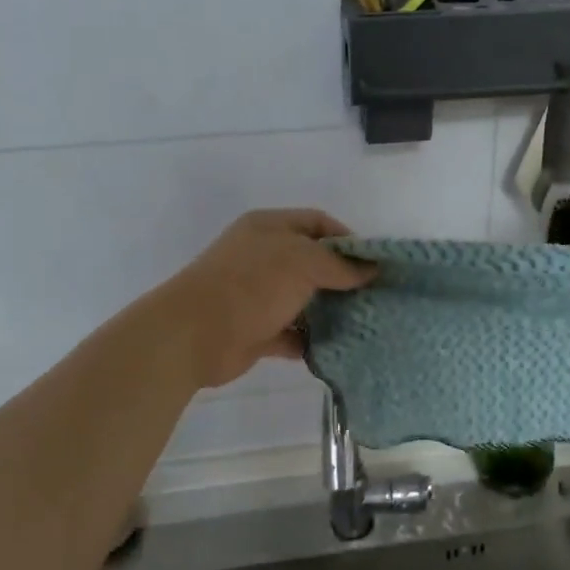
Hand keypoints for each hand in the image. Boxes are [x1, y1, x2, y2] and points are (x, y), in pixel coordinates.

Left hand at [162, 210, 374, 388]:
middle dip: (342, 277)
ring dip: (329, 311)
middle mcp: (262, 257)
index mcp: (269, 227)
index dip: (347, 237)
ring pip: (303, 299)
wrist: (194, 334)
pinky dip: (310, 340)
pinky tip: (336, 348)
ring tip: (364, 321)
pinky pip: (291, 333)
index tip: (374, 262)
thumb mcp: (303, 262)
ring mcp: (257, 295)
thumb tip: (370, 270)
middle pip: (312, 261)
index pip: (317, 222)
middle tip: (374, 294)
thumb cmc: (251, 285)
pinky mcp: (255, 330)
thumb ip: (340, 265)